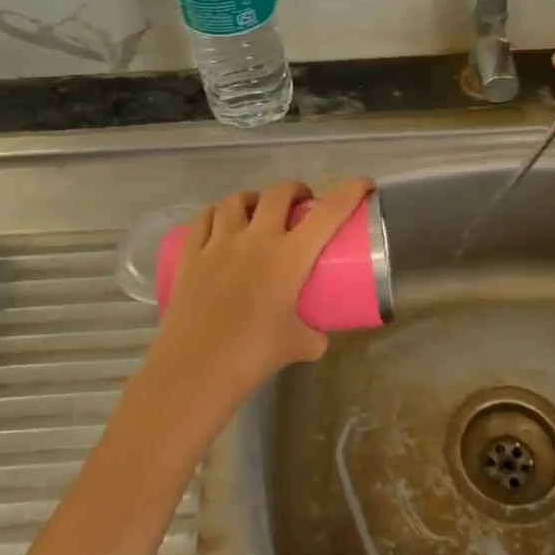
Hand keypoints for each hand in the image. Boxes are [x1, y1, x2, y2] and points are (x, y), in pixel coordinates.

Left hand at [145, 178, 374, 417]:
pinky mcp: (190, 254)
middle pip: (278, 193)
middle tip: (302, 203)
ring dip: (255, 199)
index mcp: (289, 256)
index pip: (328, 212)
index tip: (363, 184)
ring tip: (258, 212)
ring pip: (237, 200)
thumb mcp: (298, 346)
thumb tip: (318, 334)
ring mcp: (219, 243)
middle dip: (296, 190)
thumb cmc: (252, 356)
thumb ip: (314, 335)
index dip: (350, 191)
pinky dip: (217, 213)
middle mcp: (255, 239)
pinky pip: (203, 218)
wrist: (194, 370)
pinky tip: (221, 223)